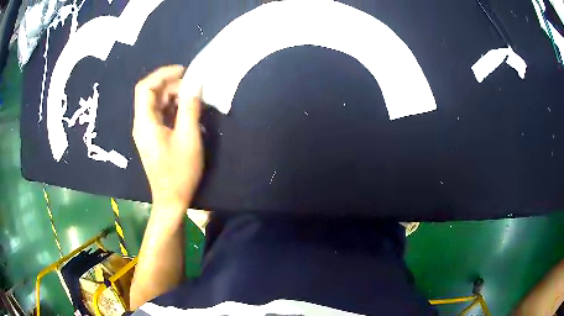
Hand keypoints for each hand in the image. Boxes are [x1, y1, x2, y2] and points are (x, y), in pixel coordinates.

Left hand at [133, 65, 202, 211]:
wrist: (171, 200)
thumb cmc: (179, 172)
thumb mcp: (188, 137)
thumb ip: (190, 107)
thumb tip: (195, 83)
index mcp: (145, 122)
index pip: (145, 88)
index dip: (162, 74)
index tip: (183, 71)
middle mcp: (141, 124)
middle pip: (151, 94)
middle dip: (172, 85)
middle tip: (194, 89)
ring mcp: (145, 131)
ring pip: (156, 103)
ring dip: (173, 96)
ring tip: (193, 99)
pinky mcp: (152, 138)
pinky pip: (159, 114)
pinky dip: (172, 107)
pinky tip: (186, 111)